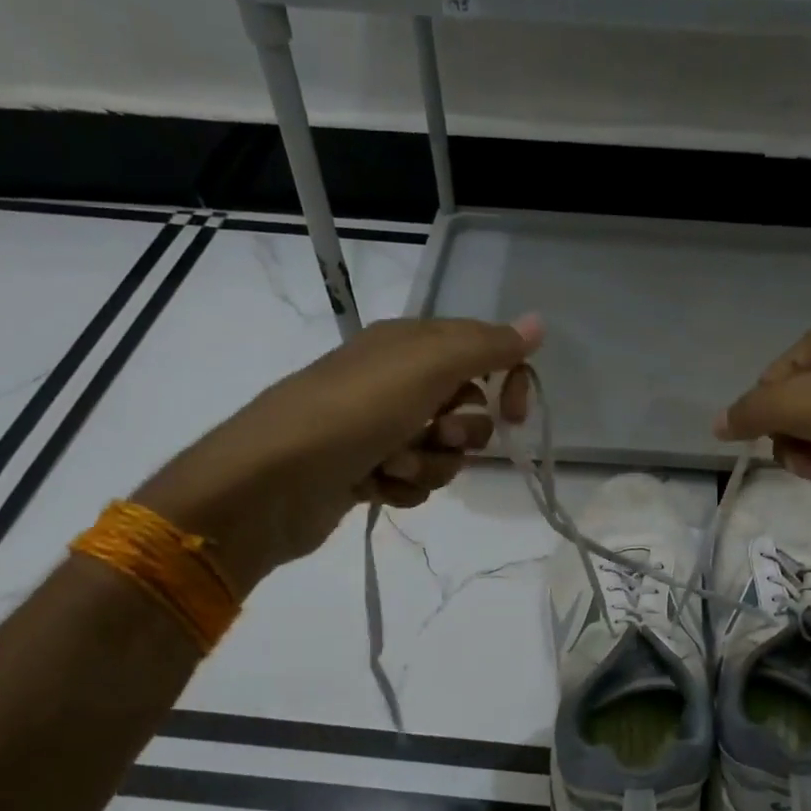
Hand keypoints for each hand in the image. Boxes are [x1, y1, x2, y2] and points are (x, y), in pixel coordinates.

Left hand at [134, 316, 541, 593]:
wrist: (272, 481)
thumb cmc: (354, 412)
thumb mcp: (427, 366)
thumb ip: (487, 345)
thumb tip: (538, 323)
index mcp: (409, 344)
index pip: (482, 352)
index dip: (507, 381)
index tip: (515, 414)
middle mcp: (396, 381)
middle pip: (467, 409)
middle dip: (461, 433)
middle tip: (436, 435)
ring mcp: (380, 429)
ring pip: (443, 453)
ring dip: (430, 465)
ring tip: (393, 467)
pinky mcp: (368, 471)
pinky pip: (415, 482)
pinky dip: (404, 488)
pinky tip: (376, 487)